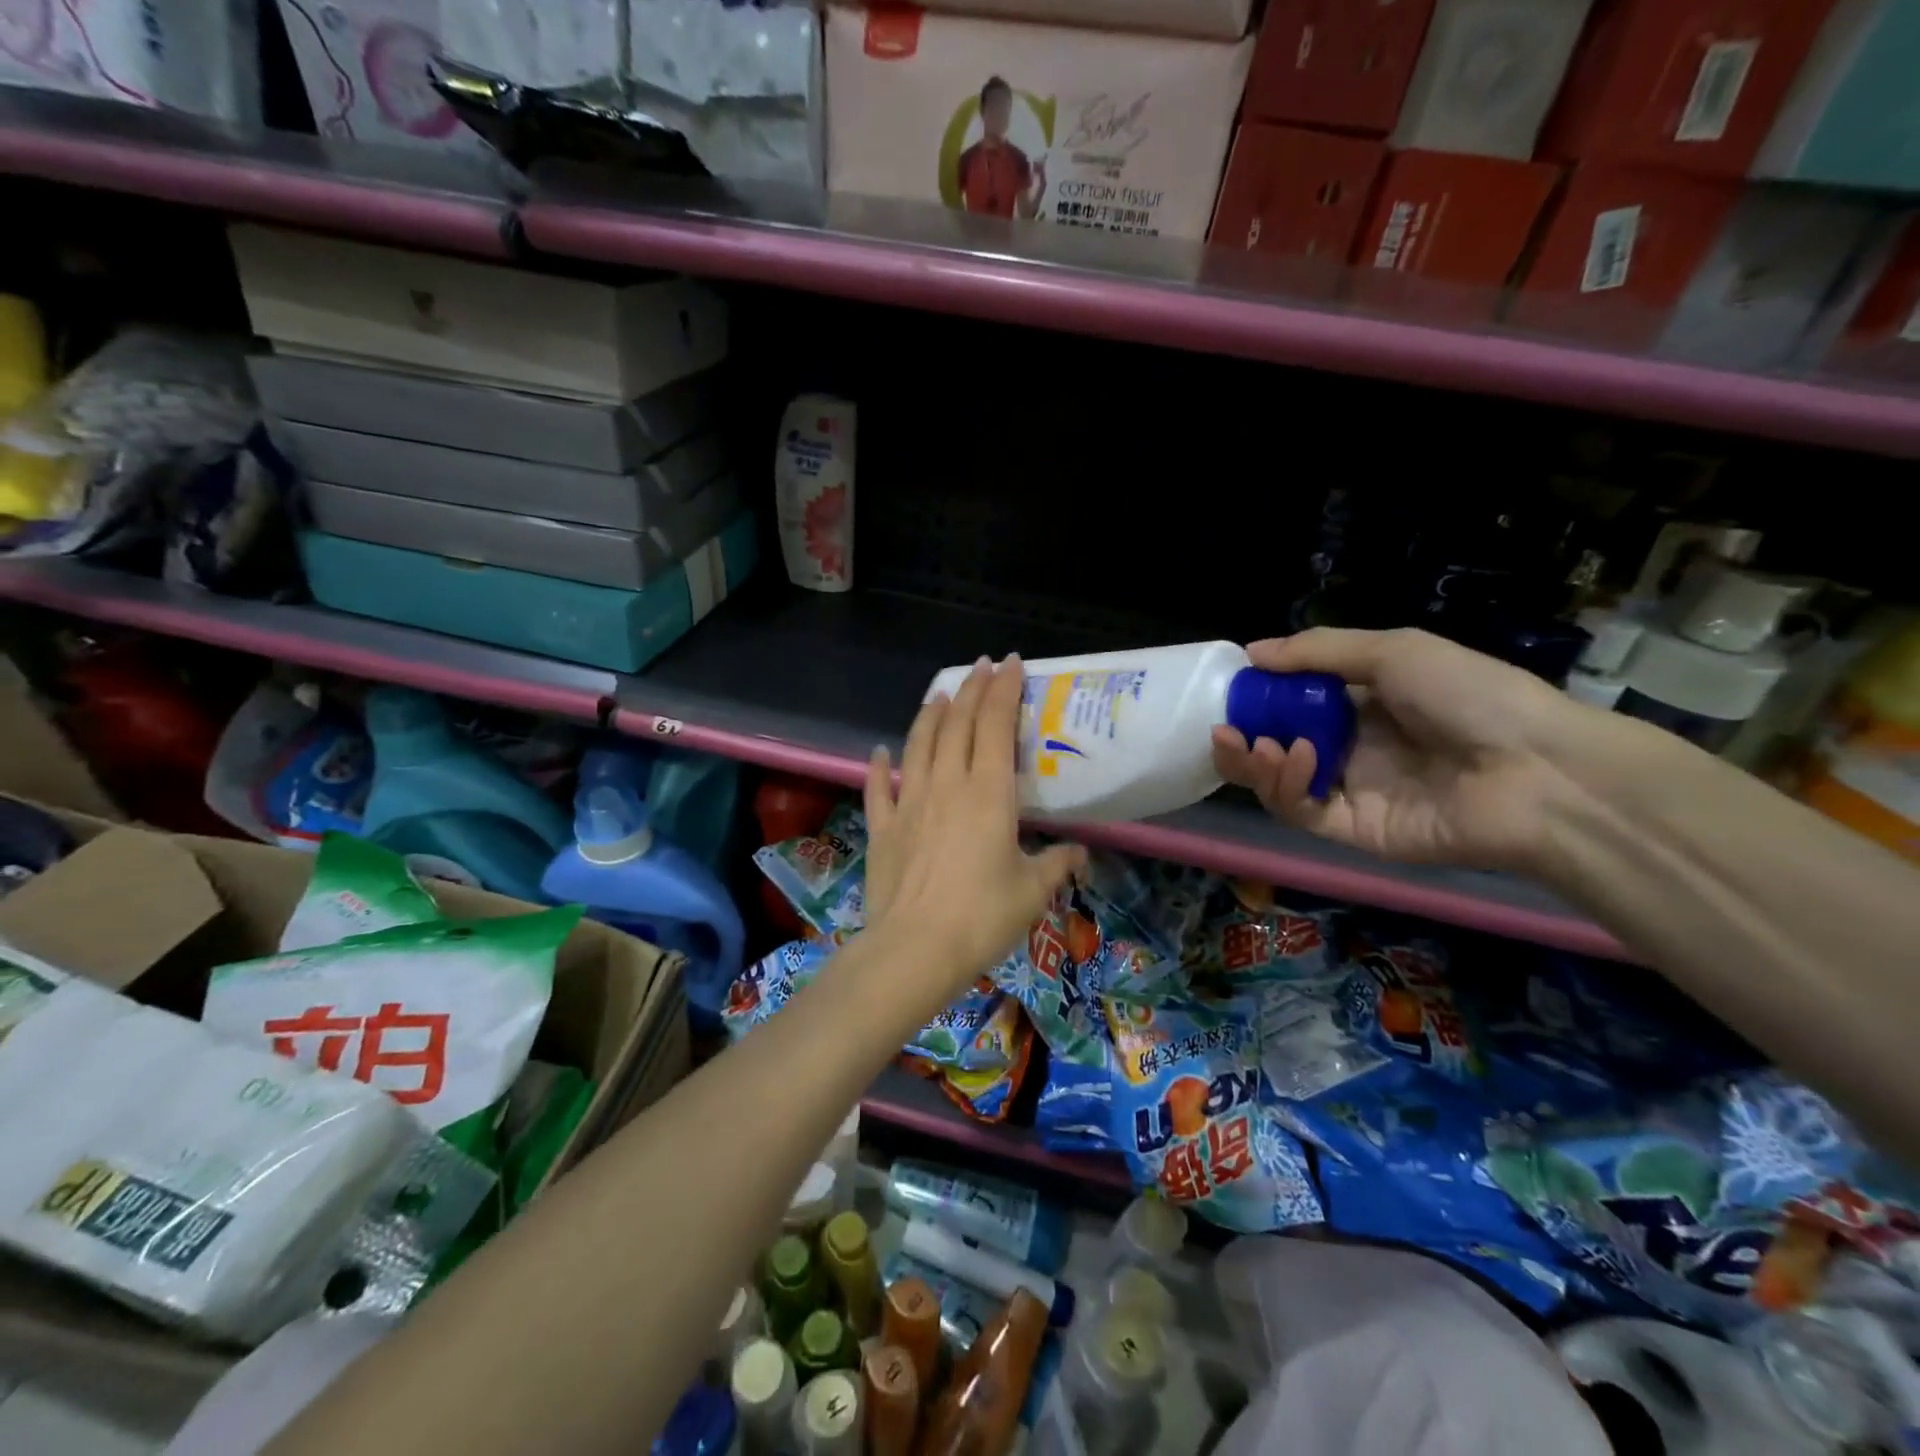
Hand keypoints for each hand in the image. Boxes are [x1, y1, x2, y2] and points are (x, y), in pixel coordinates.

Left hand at [862, 656, 1084, 1010]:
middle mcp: (946, 784)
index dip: (1003, 689)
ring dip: (930, 714)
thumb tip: (1080, 854)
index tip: (1010, 663)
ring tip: (939, 694)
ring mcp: (909, 802)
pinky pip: (879, 788)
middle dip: (970, 689)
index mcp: (987, 792)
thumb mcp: (1032, 891)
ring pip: (918, 744)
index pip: (994, 724)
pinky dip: (880, 766)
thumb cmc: (982, 917)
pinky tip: (881, 752)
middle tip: (980, 667)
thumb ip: (1056, 864)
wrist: (915, 949)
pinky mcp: (883, 827)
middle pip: (957, 723)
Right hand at [1210, 628, 1581, 869]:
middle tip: (1221, 728)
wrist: (1536, 772)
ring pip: (1278, 782)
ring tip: (1254, 744)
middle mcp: (1350, 747)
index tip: (1231, 690)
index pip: (1293, 702)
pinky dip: (1285, 784)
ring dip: (1255, 762)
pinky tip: (1293, 758)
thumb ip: (1319, 651)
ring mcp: (1349, 791)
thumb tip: (1251, 652)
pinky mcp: (1351, 829)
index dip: (1259, 697)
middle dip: (1243, 737)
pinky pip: (1299, 810)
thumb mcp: (1394, 652)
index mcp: (1364, 704)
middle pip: (1277, 745)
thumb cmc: (1469, 696)